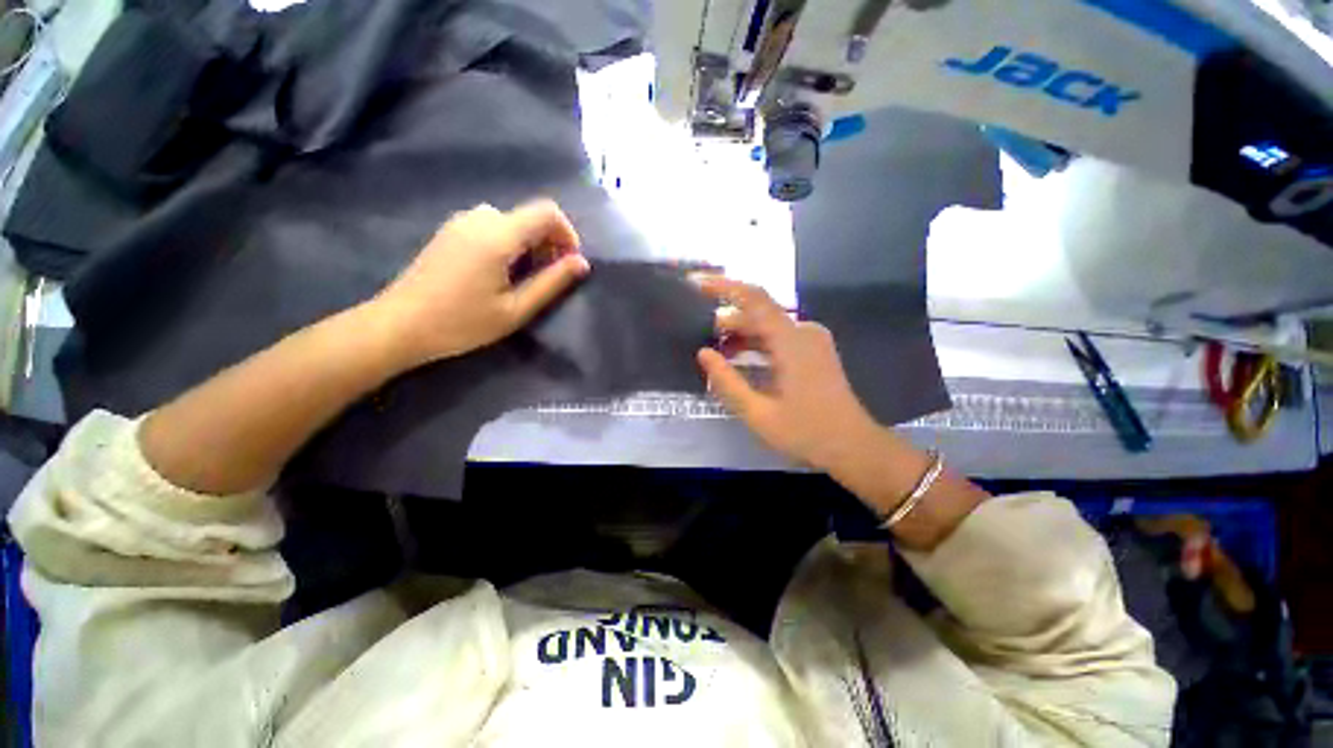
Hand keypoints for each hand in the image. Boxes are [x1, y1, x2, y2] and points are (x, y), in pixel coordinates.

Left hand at [371, 200, 590, 367]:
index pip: (547, 212)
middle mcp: (480, 217)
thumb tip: (582, 263)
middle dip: (549, 243)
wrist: (400, 325)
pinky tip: (499, 273)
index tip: (568, 264)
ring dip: (529, 245)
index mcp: (498, 235)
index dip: (567, 234)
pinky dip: (509, 243)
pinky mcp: (450, 231)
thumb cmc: (462, 322)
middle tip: (547, 279)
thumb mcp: (516, 309)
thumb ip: (552, 283)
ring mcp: (461, 221)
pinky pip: (492, 226)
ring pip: (512, 222)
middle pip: (530, 216)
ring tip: (524, 280)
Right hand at [693, 276, 884, 472]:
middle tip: (697, 333)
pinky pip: (778, 336)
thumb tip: (703, 353)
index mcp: (791, 341)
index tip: (697, 285)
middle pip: (759, 312)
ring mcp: (811, 340)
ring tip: (714, 349)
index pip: (754, 299)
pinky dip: (756, 343)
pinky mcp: (813, 349)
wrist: (854, 446)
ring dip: (740, 333)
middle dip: (727, 320)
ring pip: (768, 325)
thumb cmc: (807, 432)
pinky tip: (738, 358)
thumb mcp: (759, 413)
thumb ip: (728, 382)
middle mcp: (803, 331)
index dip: (724, 287)